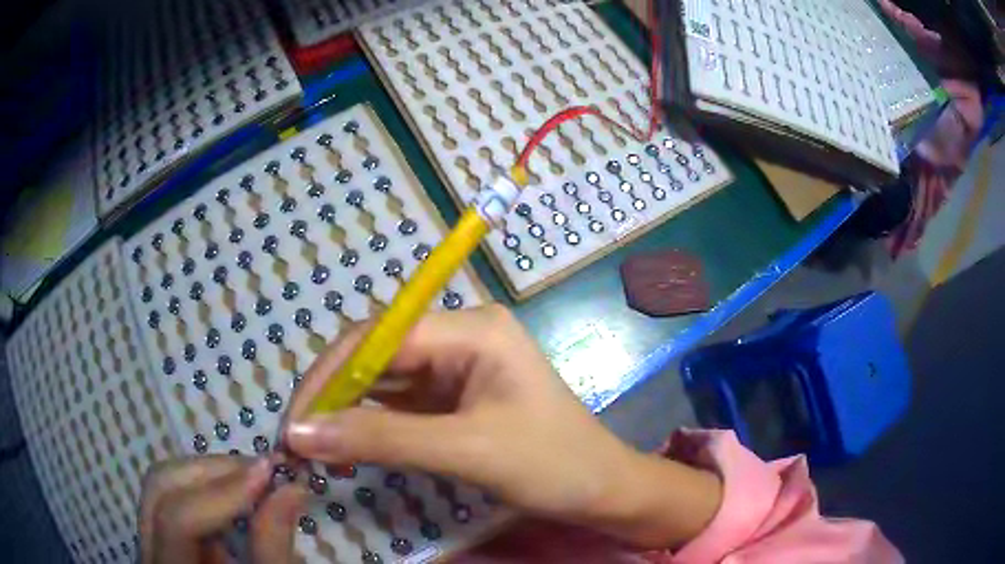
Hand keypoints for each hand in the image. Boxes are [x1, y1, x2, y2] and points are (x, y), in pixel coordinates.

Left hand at [140, 456, 304, 563]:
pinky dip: (205, 488)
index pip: (178, 519)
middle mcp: (148, 550)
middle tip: (263, 469)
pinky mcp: (159, 536)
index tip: (268, 472)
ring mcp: (149, 540)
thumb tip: (291, 488)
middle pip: (161, 488)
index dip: (221, 492)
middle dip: (213, 471)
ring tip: (252, 477)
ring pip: (163, 486)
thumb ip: (272, 545)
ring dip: (209, 475)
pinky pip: (172, 497)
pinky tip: (234, 492)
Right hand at [285, 306, 720, 548]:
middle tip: (298, 441)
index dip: (328, 377)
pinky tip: (349, 449)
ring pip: (383, 384)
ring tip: (315, 451)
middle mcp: (460, 338)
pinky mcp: (454, 399)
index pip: (378, 339)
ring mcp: (457, 369)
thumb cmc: (551, 464)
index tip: (293, 422)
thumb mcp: (465, 451)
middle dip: (333, 398)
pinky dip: (371, 428)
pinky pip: (399, 406)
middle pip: (376, 357)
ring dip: (347, 416)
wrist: (603, 490)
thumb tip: (299, 434)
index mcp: (471, 329)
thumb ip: (379, 439)